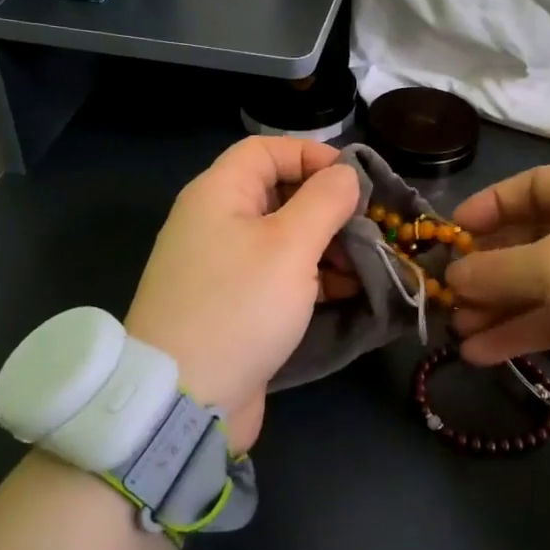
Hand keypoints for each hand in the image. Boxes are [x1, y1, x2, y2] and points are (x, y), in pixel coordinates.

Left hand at [125, 137, 361, 450]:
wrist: (182, 399)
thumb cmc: (239, 306)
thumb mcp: (290, 245)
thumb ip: (324, 200)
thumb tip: (345, 174)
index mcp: (218, 194)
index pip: (267, 149)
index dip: (312, 155)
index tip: (354, 180)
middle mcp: (215, 222)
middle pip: (279, 194)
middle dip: (328, 207)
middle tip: (367, 228)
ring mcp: (222, 267)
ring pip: (283, 238)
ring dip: (327, 246)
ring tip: (364, 266)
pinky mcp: (233, 305)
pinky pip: (277, 276)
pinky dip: (311, 278)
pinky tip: (345, 292)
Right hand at [445, 166, 549, 426]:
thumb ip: (498, 268)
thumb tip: (453, 275)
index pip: (535, 185)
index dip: (492, 203)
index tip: (455, 231)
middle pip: (531, 239)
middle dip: (488, 266)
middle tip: (450, 289)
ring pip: (539, 286)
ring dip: (497, 305)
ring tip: (456, 328)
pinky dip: (518, 333)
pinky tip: (480, 353)